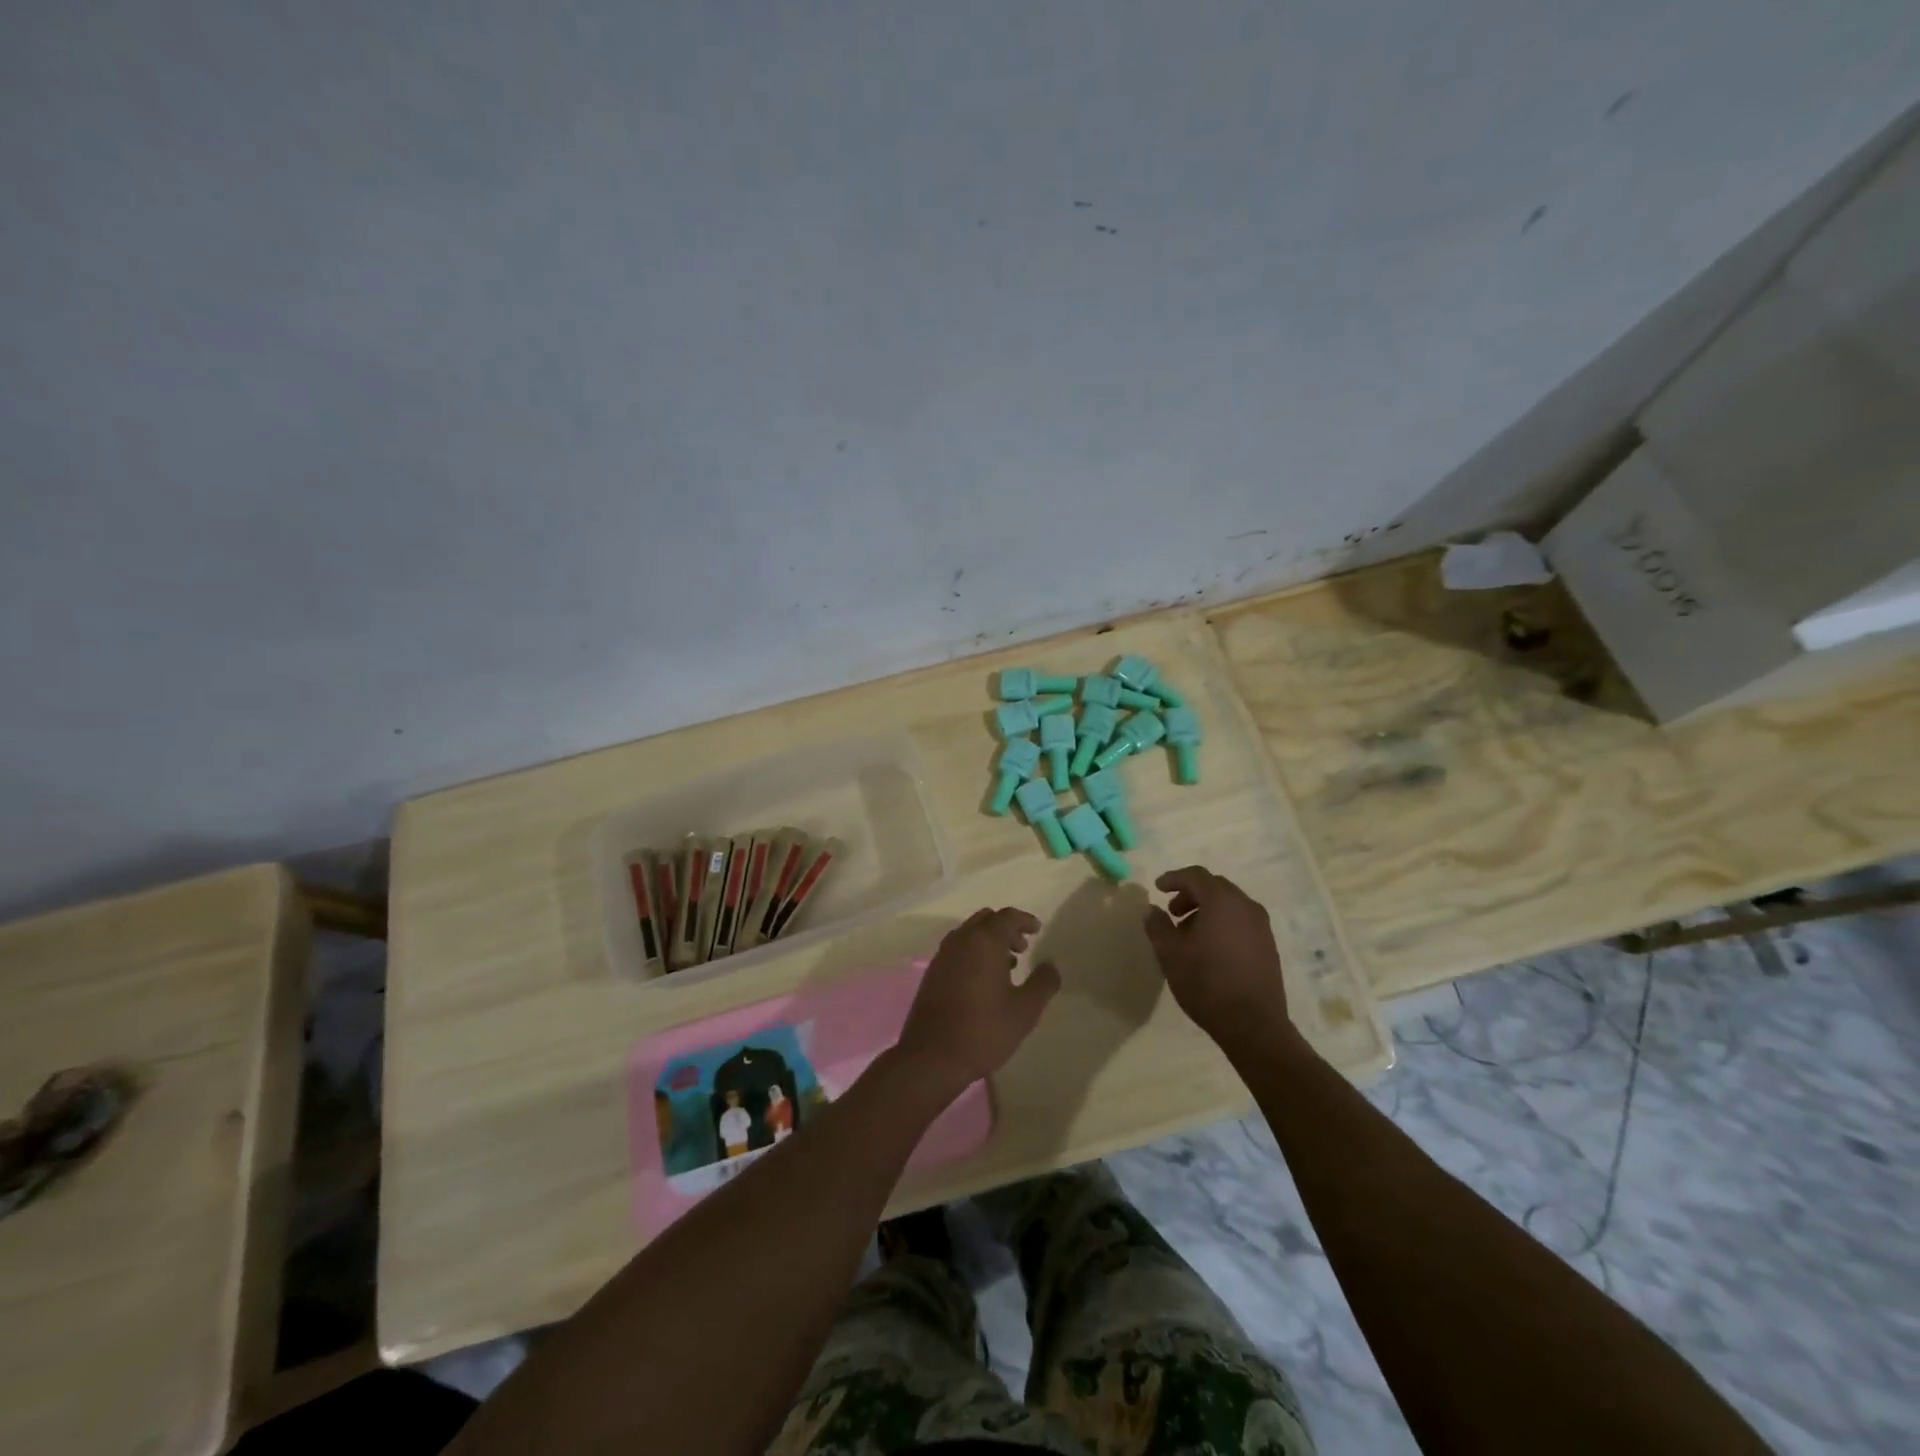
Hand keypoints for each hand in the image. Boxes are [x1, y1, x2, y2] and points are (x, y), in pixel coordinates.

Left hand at [897, 908, 1060, 1092]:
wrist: (932, 1057)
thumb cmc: (984, 1030)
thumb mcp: (1024, 1010)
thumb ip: (1043, 983)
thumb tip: (1051, 965)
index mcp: (984, 942)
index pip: (1007, 916)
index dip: (1024, 919)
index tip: (1037, 930)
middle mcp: (960, 941)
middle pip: (985, 920)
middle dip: (1006, 928)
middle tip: (1022, 947)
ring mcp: (942, 956)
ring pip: (969, 934)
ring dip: (988, 940)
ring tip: (1007, 965)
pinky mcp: (932, 973)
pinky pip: (957, 949)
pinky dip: (973, 952)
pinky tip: (984, 980)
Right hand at [1142, 867, 1292, 1045]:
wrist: (1254, 1025)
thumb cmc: (1207, 984)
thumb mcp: (1170, 954)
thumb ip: (1158, 926)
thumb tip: (1152, 909)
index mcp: (1222, 902)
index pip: (1196, 876)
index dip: (1174, 878)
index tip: (1157, 888)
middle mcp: (1246, 906)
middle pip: (1215, 887)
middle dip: (1191, 894)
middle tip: (1172, 912)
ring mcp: (1261, 926)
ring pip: (1230, 904)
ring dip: (1207, 909)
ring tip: (1188, 934)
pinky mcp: (1268, 945)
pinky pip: (1241, 921)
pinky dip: (1222, 922)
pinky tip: (1210, 948)